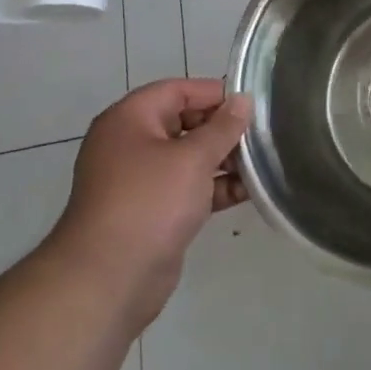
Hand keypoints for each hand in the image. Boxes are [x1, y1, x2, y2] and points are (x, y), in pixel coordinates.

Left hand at [49, 78, 251, 327]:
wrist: (108, 279)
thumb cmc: (150, 202)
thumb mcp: (193, 158)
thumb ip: (223, 127)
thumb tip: (243, 100)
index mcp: (130, 118)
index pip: (178, 90)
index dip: (215, 94)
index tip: (252, 106)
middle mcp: (131, 143)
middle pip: (185, 123)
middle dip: (223, 130)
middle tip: (261, 137)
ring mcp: (140, 180)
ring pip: (189, 158)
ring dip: (223, 160)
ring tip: (261, 165)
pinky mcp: (151, 212)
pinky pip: (187, 187)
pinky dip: (214, 187)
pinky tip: (247, 192)